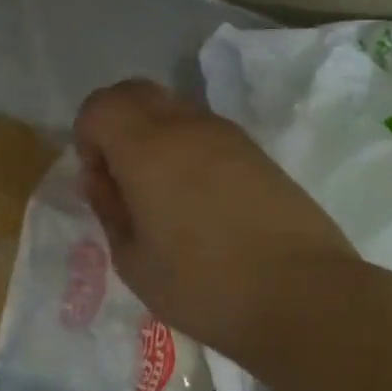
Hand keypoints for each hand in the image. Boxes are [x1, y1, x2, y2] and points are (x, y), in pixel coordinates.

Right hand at [74, 79, 358, 362]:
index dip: (87, 136)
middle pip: (134, 92)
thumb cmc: (204, 286)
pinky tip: (199, 199)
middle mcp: (185, 126)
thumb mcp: (133, 260)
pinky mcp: (255, 151)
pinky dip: (185, 147)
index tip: (100, 180)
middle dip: (115, 122)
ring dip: (152, 134)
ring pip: (172, 108)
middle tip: (121, 176)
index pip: (100, 105)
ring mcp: (225, 134)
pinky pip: (204, 130)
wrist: (304, 298)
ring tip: (162, 192)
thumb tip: (100, 177)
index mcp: (146, 147)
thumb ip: (108, 208)